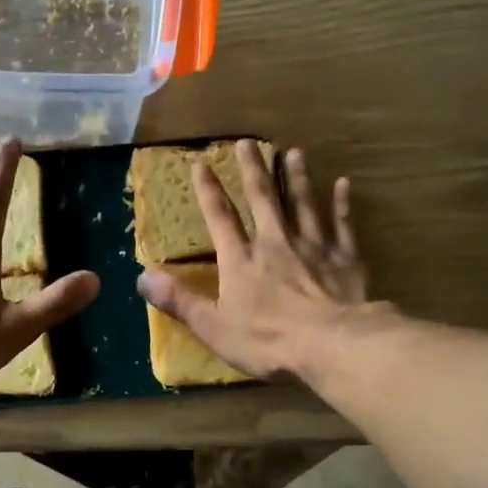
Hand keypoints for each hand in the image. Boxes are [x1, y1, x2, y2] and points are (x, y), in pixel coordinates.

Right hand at [136, 140, 376, 380]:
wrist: (331, 344)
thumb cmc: (268, 341)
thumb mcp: (213, 328)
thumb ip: (180, 301)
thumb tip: (142, 278)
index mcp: (241, 261)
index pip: (221, 219)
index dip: (209, 192)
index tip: (201, 164)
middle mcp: (276, 243)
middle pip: (263, 199)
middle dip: (254, 170)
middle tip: (249, 143)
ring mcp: (314, 247)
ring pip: (304, 204)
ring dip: (297, 177)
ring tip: (294, 153)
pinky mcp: (345, 258)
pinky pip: (342, 224)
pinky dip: (341, 204)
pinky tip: (343, 184)